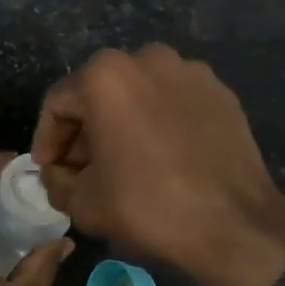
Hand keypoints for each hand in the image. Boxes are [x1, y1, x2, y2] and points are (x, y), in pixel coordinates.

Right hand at [31, 44, 284, 285]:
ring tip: (124, 162)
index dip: (47, 140)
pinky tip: (162, 156)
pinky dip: (159, 122)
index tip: (49, 170)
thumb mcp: (83, 202)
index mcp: (105, 76)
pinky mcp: (220, 91)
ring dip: (122, 123)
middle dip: (85, 131)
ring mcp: (189, 71)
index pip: (58, 105)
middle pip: (98, 94)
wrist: (237, 227)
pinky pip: (173, 101)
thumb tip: (56, 173)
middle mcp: (145, 58)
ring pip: (137, 94)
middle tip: (82, 169)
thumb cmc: (149, 206)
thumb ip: (56, 180)